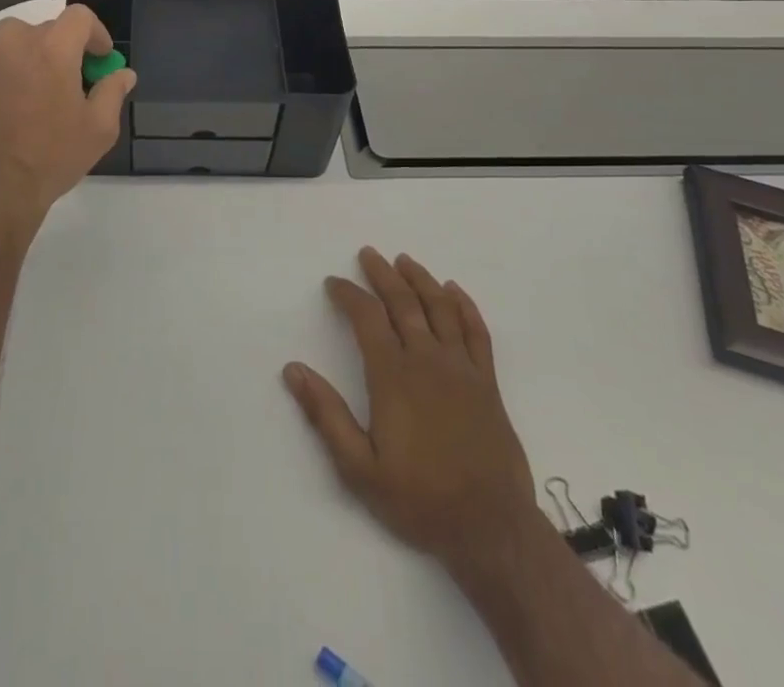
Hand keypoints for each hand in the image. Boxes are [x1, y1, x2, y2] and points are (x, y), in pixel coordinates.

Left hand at [0, 5, 136, 222]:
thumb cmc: (53, 156)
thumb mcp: (99, 128)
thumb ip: (113, 91)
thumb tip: (122, 74)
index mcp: (54, 48)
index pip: (80, 17)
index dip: (96, 34)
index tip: (100, 59)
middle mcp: (17, 41)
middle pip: (50, 29)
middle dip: (66, 48)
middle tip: (75, 80)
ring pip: (19, 39)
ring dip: (35, 54)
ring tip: (42, 88)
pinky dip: (8, 67)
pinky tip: (13, 99)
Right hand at [284, 248, 540, 576]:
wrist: (491, 529)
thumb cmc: (420, 499)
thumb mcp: (359, 468)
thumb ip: (326, 415)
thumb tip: (293, 369)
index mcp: (393, 376)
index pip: (366, 318)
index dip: (348, 294)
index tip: (333, 282)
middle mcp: (427, 360)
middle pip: (403, 302)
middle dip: (382, 274)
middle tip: (368, 254)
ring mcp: (462, 368)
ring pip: (440, 308)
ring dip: (421, 279)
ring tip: (405, 260)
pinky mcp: (488, 382)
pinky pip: (477, 331)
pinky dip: (464, 306)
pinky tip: (454, 291)